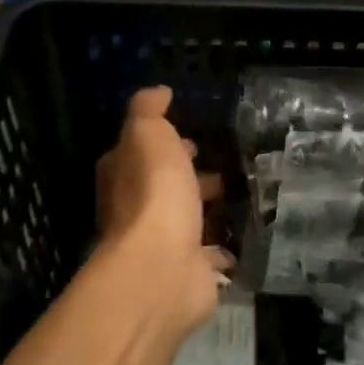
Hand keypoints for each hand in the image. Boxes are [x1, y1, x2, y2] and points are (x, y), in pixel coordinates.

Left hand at [95, 87, 231, 341]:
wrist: (163, 266)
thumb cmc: (154, 193)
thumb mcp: (148, 134)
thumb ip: (149, 111)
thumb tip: (159, 92)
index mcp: (122, 176)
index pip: (139, 153)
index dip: (164, 144)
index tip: (193, 139)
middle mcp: (135, 211)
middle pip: (164, 188)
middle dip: (189, 177)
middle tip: (222, 168)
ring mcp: (162, 244)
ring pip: (187, 220)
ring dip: (206, 210)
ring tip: (240, 196)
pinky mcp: (188, 272)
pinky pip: (208, 255)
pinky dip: (220, 249)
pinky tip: (241, 240)